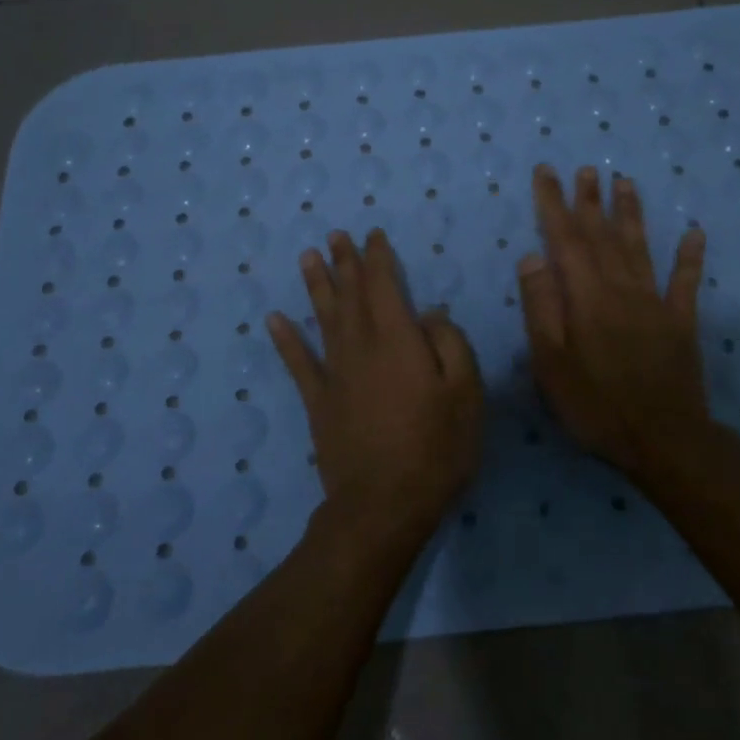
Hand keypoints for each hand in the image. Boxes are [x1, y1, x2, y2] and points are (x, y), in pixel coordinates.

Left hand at [268, 229, 482, 542]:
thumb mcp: (465, 393)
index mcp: (398, 339)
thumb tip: (430, 311)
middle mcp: (361, 346)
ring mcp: (335, 374)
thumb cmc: (436, 448)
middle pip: (350, 294)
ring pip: (323, 318)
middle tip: (336, 235)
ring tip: (308, 257)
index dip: (378, 258)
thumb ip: (449, 344)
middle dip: (344, 262)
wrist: (384, 504)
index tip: (373, 235)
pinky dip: (285, 339)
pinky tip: (274, 319)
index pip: (384, 285)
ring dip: (316, 285)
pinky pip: (298, 363)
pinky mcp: (318, 402)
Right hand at [516, 165, 710, 477]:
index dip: (554, 203)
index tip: (547, 172)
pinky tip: (695, 232)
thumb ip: (541, 307)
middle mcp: (621, 289)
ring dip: (631, 214)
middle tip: (586, 169)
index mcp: (585, 297)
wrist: (664, 441)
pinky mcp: (681, 323)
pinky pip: (686, 282)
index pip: (565, 239)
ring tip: (625, 182)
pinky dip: (690, 256)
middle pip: (602, 235)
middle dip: (591, 200)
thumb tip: (533, 256)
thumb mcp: (551, 363)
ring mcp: (655, 303)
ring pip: (639, 248)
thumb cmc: (595, 405)